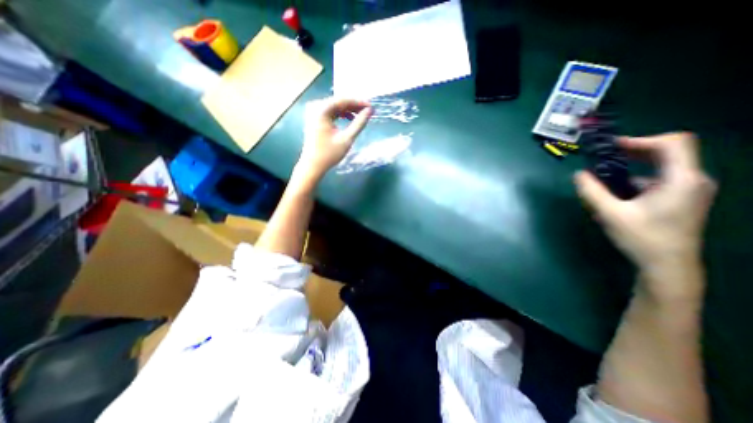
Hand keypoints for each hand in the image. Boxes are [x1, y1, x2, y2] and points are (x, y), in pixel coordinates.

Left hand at [298, 98, 372, 180]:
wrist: (313, 165)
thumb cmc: (329, 154)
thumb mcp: (347, 139)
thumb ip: (359, 124)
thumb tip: (370, 111)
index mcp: (321, 110)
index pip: (343, 100)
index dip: (359, 102)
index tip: (372, 107)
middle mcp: (315, 107)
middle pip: (339, 102)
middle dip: (354, 106)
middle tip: (368, 111)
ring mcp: (314, 112)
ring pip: (335, 106)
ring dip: (348, 110)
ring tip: (361, 115)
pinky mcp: (315, 118)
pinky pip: (330, 111)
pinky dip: (341, 114)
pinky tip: (349, 119)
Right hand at [578, 134, 715, 284]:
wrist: (667, 266)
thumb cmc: (642, 238)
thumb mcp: (610, 214)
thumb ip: (592, 191)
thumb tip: (578, 174)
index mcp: (681, 180)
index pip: (673, 143)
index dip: (640, 140)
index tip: (611, 147)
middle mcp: (690, 180)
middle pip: (667, 152)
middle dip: (633, 152)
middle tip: (603, 158)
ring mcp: (687, 191)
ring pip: (659, 168)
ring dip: (631, 168)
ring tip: (603, 178)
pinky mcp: (679, 199)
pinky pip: (656, 181)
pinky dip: (634, 180)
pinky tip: (615, 193)